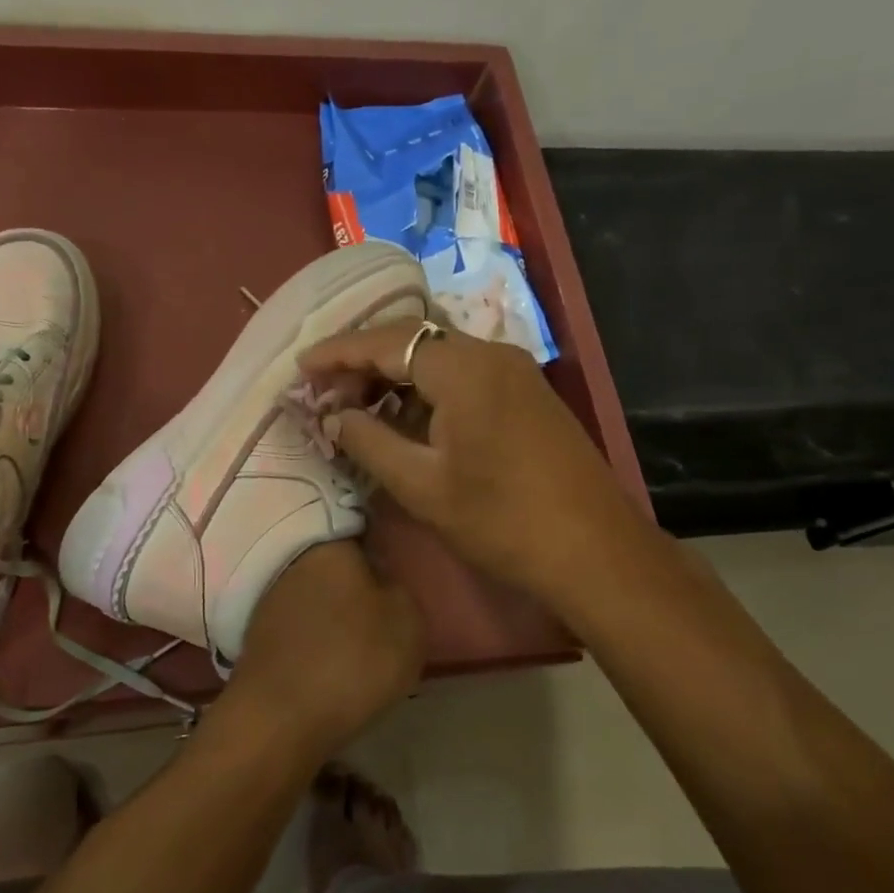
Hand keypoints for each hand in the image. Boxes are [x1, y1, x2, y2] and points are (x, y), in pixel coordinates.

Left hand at [220, 540, 423, 757]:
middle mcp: (292, 560)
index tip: (395, 564)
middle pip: (333, 562)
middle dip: (355, 580)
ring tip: (360, 639)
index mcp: (329, 544)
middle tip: (383, 607)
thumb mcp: (407, 619)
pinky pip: (298, 623)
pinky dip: (313, 635)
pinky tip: (330, 657)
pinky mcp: (257, 632)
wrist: (279, 718)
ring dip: (333, 609)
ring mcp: (269, 597)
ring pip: (314, 593)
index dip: (380, 543)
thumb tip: (379, 578)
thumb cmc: (352, 658)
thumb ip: (398, 587)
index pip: (358, 526)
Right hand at [299, 322, 645, 604]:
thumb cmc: (500, 520)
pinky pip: (462, 375)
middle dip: (362, 361)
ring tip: (354, 406)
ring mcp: (514, 371)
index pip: (386, 342)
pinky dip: (424, 388)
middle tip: (324, 391)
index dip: (337, 353)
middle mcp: (490, 354)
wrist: (594, 552)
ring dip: (393, 375)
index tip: (299, 368)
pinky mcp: (525, 394)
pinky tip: (403, 417)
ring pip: (437, 357)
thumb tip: (332, 415)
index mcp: (463, 368)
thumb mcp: (420, 484)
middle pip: (412, 340)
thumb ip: (367, 440)